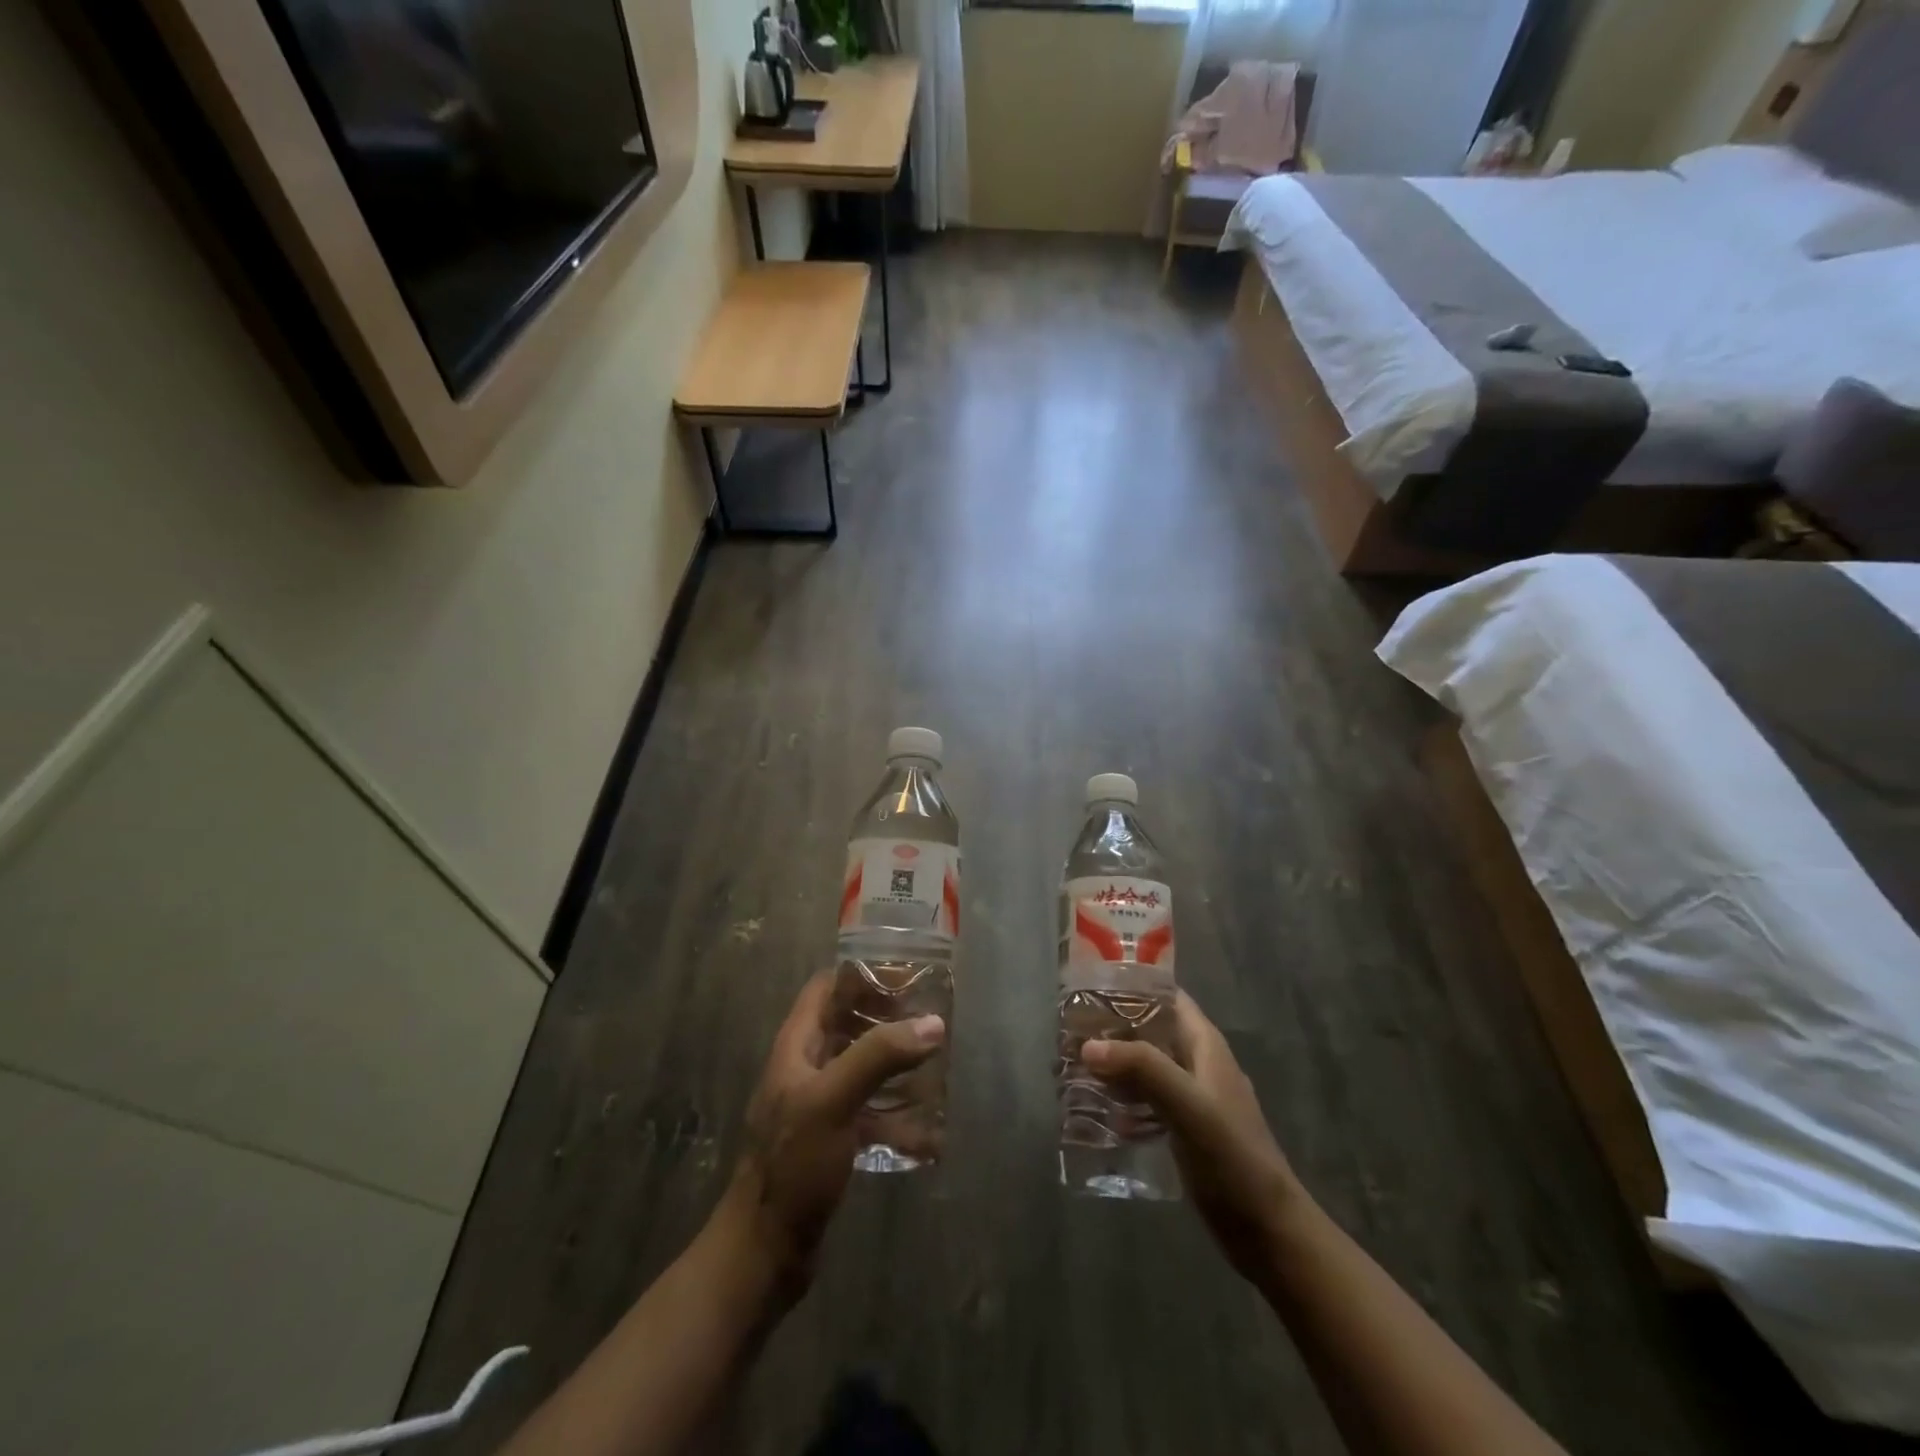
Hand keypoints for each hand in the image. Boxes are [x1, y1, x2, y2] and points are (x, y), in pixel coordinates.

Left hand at [717, 972, 944, 1293]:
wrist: (764, 1253)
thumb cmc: (793, 1165)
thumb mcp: (834, 1101)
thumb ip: (879, 1057)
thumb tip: (932, 1023)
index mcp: (796, 1046)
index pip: (826, 988)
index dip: (862, 975)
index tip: (907, 978)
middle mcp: (806, 1068)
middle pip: (848, 1025)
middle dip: (888, 1019)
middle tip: (931, 1020)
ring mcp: (818, 1106)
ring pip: (862, 1068)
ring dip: (896, 1065)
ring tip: (936, 1066)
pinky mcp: (832, 1141)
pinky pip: (869, 1113)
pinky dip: (896, 1116)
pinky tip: (928, 1132)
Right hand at [1083, 992, 1303, 1284]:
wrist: (1268, 1231)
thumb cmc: (1233, 1158)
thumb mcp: (1188, 1105)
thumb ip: (1143, 1068)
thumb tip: (1089, 1045)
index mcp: (1204, 1044)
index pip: (1165, 996)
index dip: (1131, 985)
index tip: (1088, 986)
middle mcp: (1197, 1063)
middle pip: (1149, 1030)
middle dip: (1112, 1027)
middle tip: (1068, 1031)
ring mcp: (1191, 1097)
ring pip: (1144, 1065)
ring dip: (1113, 1063)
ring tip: (1070, 1065)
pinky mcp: (1183, 1129)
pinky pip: (1145, 1100)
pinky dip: (1121, 1097)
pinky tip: (1093, 1109)